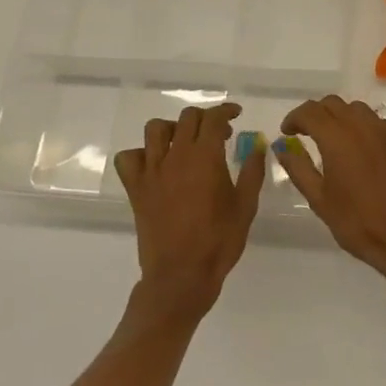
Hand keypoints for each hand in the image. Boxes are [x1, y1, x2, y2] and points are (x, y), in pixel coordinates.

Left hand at [115, 102, 263, 319]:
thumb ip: (252, 171)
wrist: (181, 275)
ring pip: (155, 130)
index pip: (213, 118)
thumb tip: (257, 144)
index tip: (236, 115)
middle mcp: (176, 156)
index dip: (226, 111)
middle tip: (219, 134)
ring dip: (173, 129)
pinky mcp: (136, 188)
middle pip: (187, 118)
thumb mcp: (245, 206)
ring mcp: (152, 171)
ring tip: (185, 143)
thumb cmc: (219, 242)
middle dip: (205, 118)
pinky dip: (140, 154)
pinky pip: (128, 158)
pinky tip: (155, 164)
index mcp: (206, 157)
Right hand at [273, 95, 385, 293]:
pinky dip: (362, 128)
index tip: (287, 132)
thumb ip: (298, 168)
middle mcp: (363, 126)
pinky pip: (377, 123)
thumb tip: (282, 147)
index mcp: (338, 137)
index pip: (310, 111)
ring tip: (333, 140)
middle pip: (334, 104)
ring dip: (340, 117)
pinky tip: (361, 150)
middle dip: (316, 114)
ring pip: (357, 110)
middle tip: (306, 134)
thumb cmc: (358, 222)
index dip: (294, 118)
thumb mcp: (320, 200)